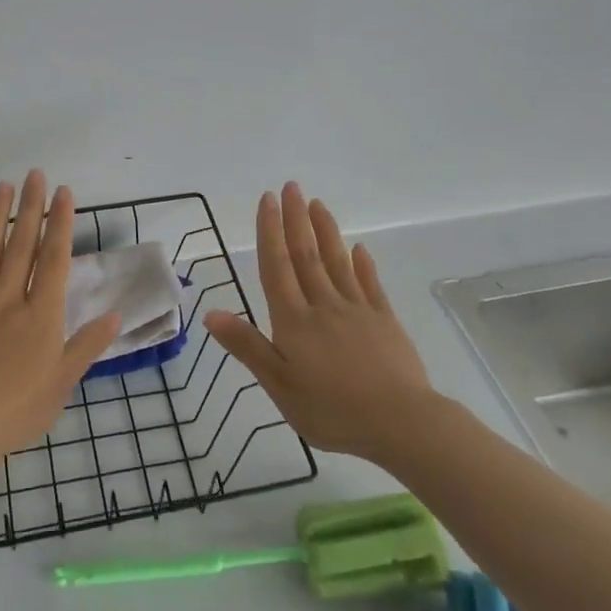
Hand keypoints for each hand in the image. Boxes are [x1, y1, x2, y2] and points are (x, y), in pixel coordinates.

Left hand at [0, 171, 120, 468]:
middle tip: (36, 174)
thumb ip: (87, 346)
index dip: (61, 223)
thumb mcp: (61, 384)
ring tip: (4, 185)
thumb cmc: (15, 411)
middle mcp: (9, 298)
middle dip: (32, 207)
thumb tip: (116, 315)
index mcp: (41, 315)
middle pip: (23, 244)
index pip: (55, 259)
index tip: (64, 192)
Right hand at [205, 182, 438, 466]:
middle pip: (306, 255)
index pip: (276, 267)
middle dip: (296, 219)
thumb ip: (247, 347)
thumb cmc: (332, 411)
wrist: (401, 424)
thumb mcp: (279, 386)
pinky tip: (359, 249)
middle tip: (290, 186)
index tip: (267, 200)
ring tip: (317, 204)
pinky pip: (370, 285)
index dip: (269, 232)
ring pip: (337, 262)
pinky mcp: (385, 321)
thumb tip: (210, 313)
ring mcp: (358, 310)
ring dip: (326, 231)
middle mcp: (323, 306)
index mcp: (294, 321)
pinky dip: (363, 264)